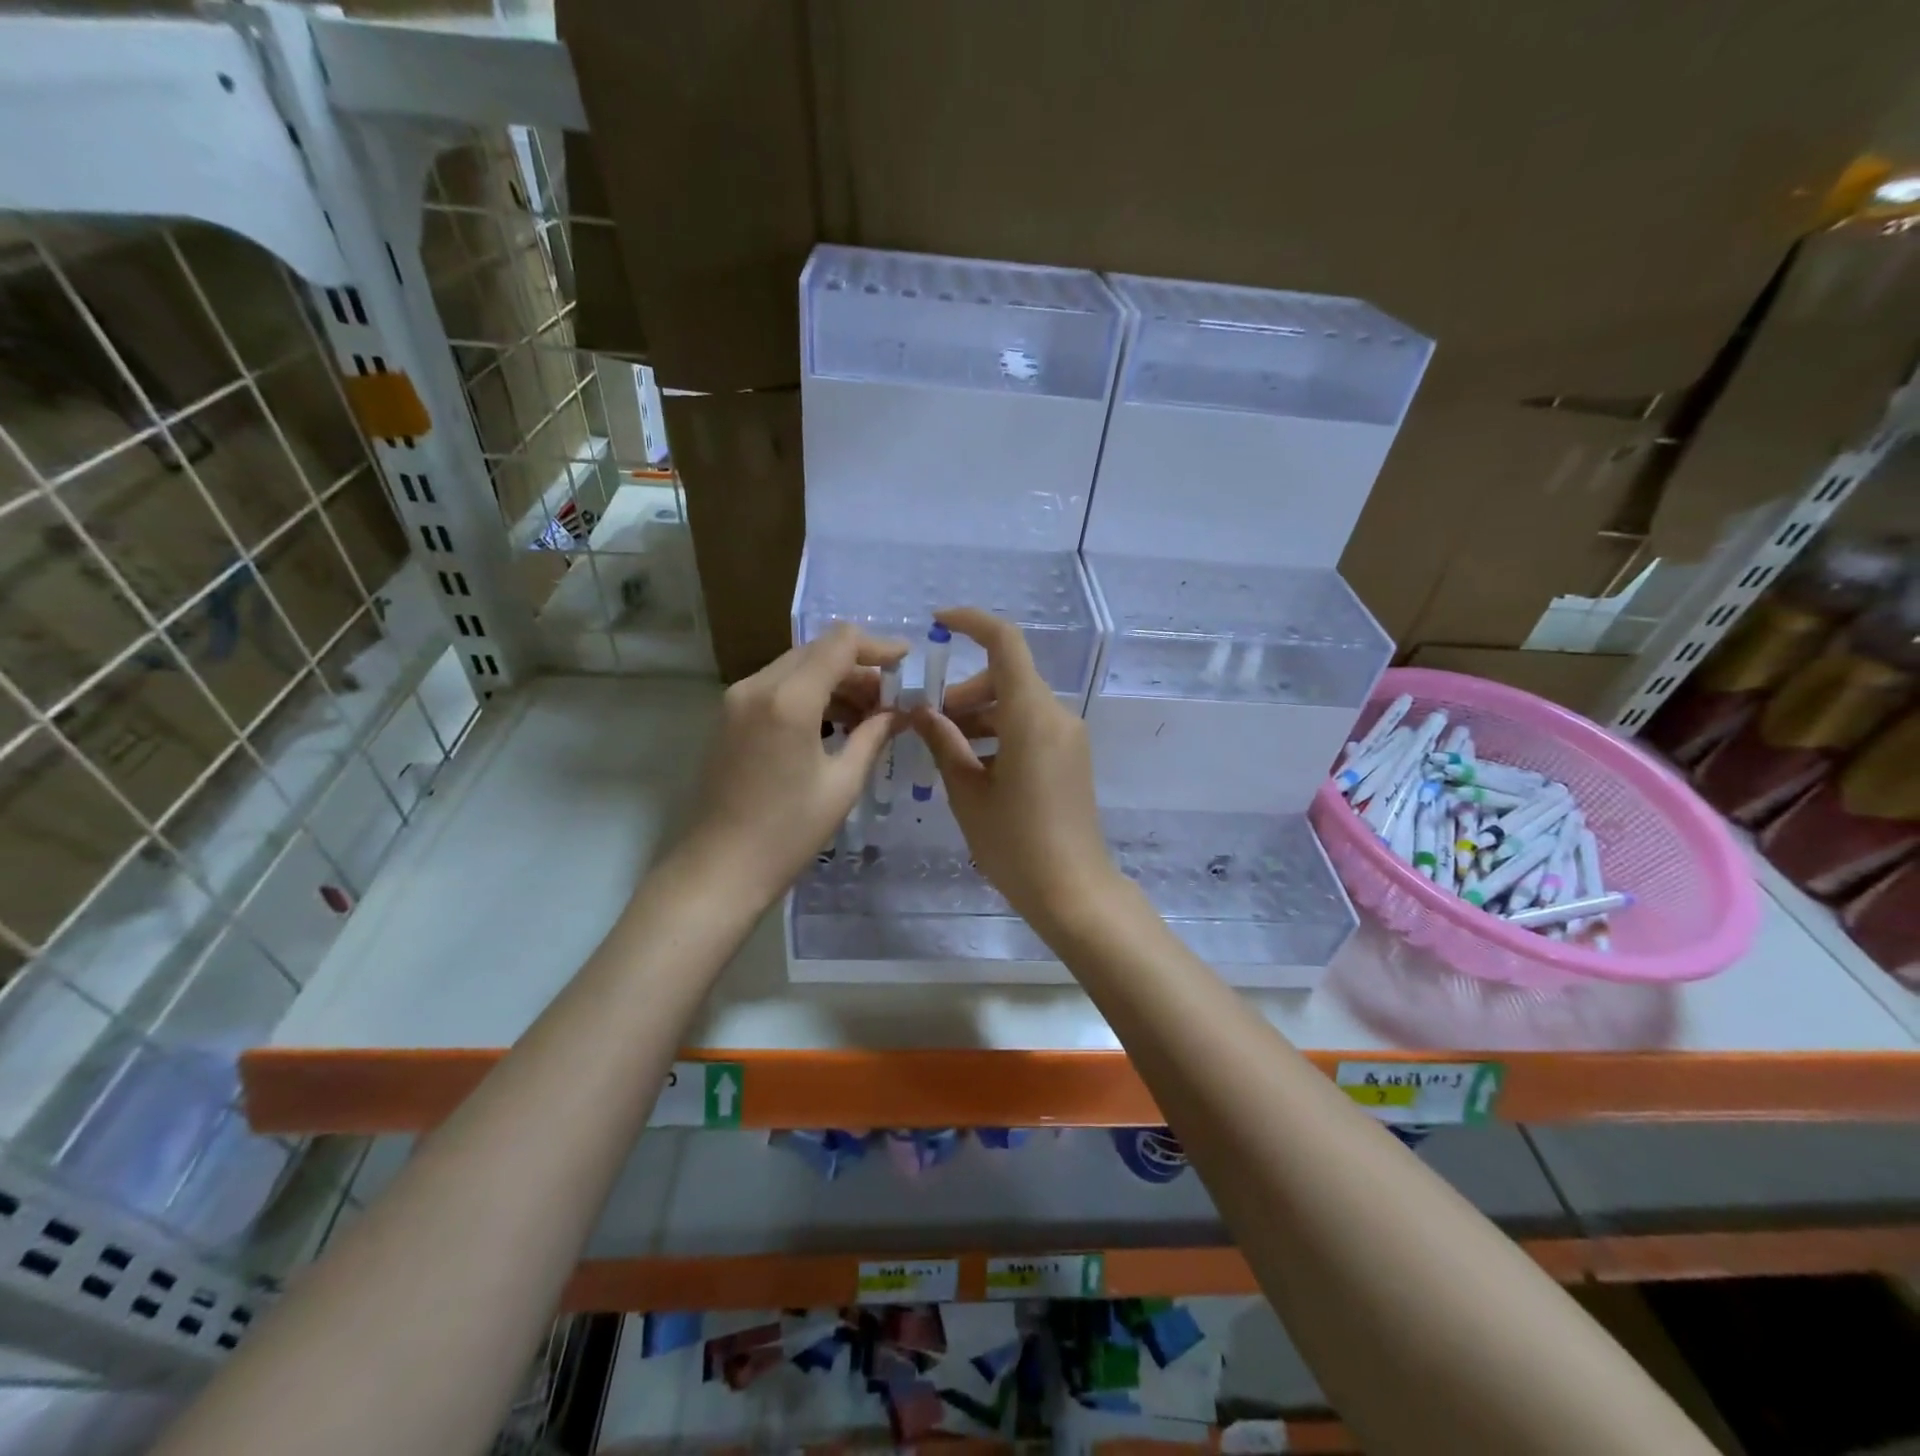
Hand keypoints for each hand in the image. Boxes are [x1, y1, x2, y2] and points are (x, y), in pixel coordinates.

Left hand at [679, 623, 906, 902]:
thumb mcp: (842, 784)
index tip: (907, 661)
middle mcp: (757, 686)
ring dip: (834, 681)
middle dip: (859, 667)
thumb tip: (900, 712)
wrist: (720, 869)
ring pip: (797, 667)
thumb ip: (873, 736)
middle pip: (817, 651)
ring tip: (868, 715)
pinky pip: (778, 687)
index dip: (878, 646)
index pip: (840, 644)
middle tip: (891, 698)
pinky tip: (834, 724)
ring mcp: (737, 700)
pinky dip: (810, 694)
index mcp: (789, 699)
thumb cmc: (787, 833)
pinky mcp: (730, 717)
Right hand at [910, 606, 1122, 937]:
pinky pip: (1030, 725)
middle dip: (963, 691)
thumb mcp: (968, 793)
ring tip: (944, 748)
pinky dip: (998, 731)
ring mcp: (1068, 736)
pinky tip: (973, 764)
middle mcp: (1056, 715)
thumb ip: (943, 743)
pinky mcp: (1070, 756)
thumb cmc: (1014, 844)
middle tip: (927, 722)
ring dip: (978, 714)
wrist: (1073, 890)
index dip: (972, 622)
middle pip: (1006, 677)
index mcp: (1031, 716)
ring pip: (1016, 703)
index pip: (1005, 643)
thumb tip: (921, 711)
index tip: (938, 622)